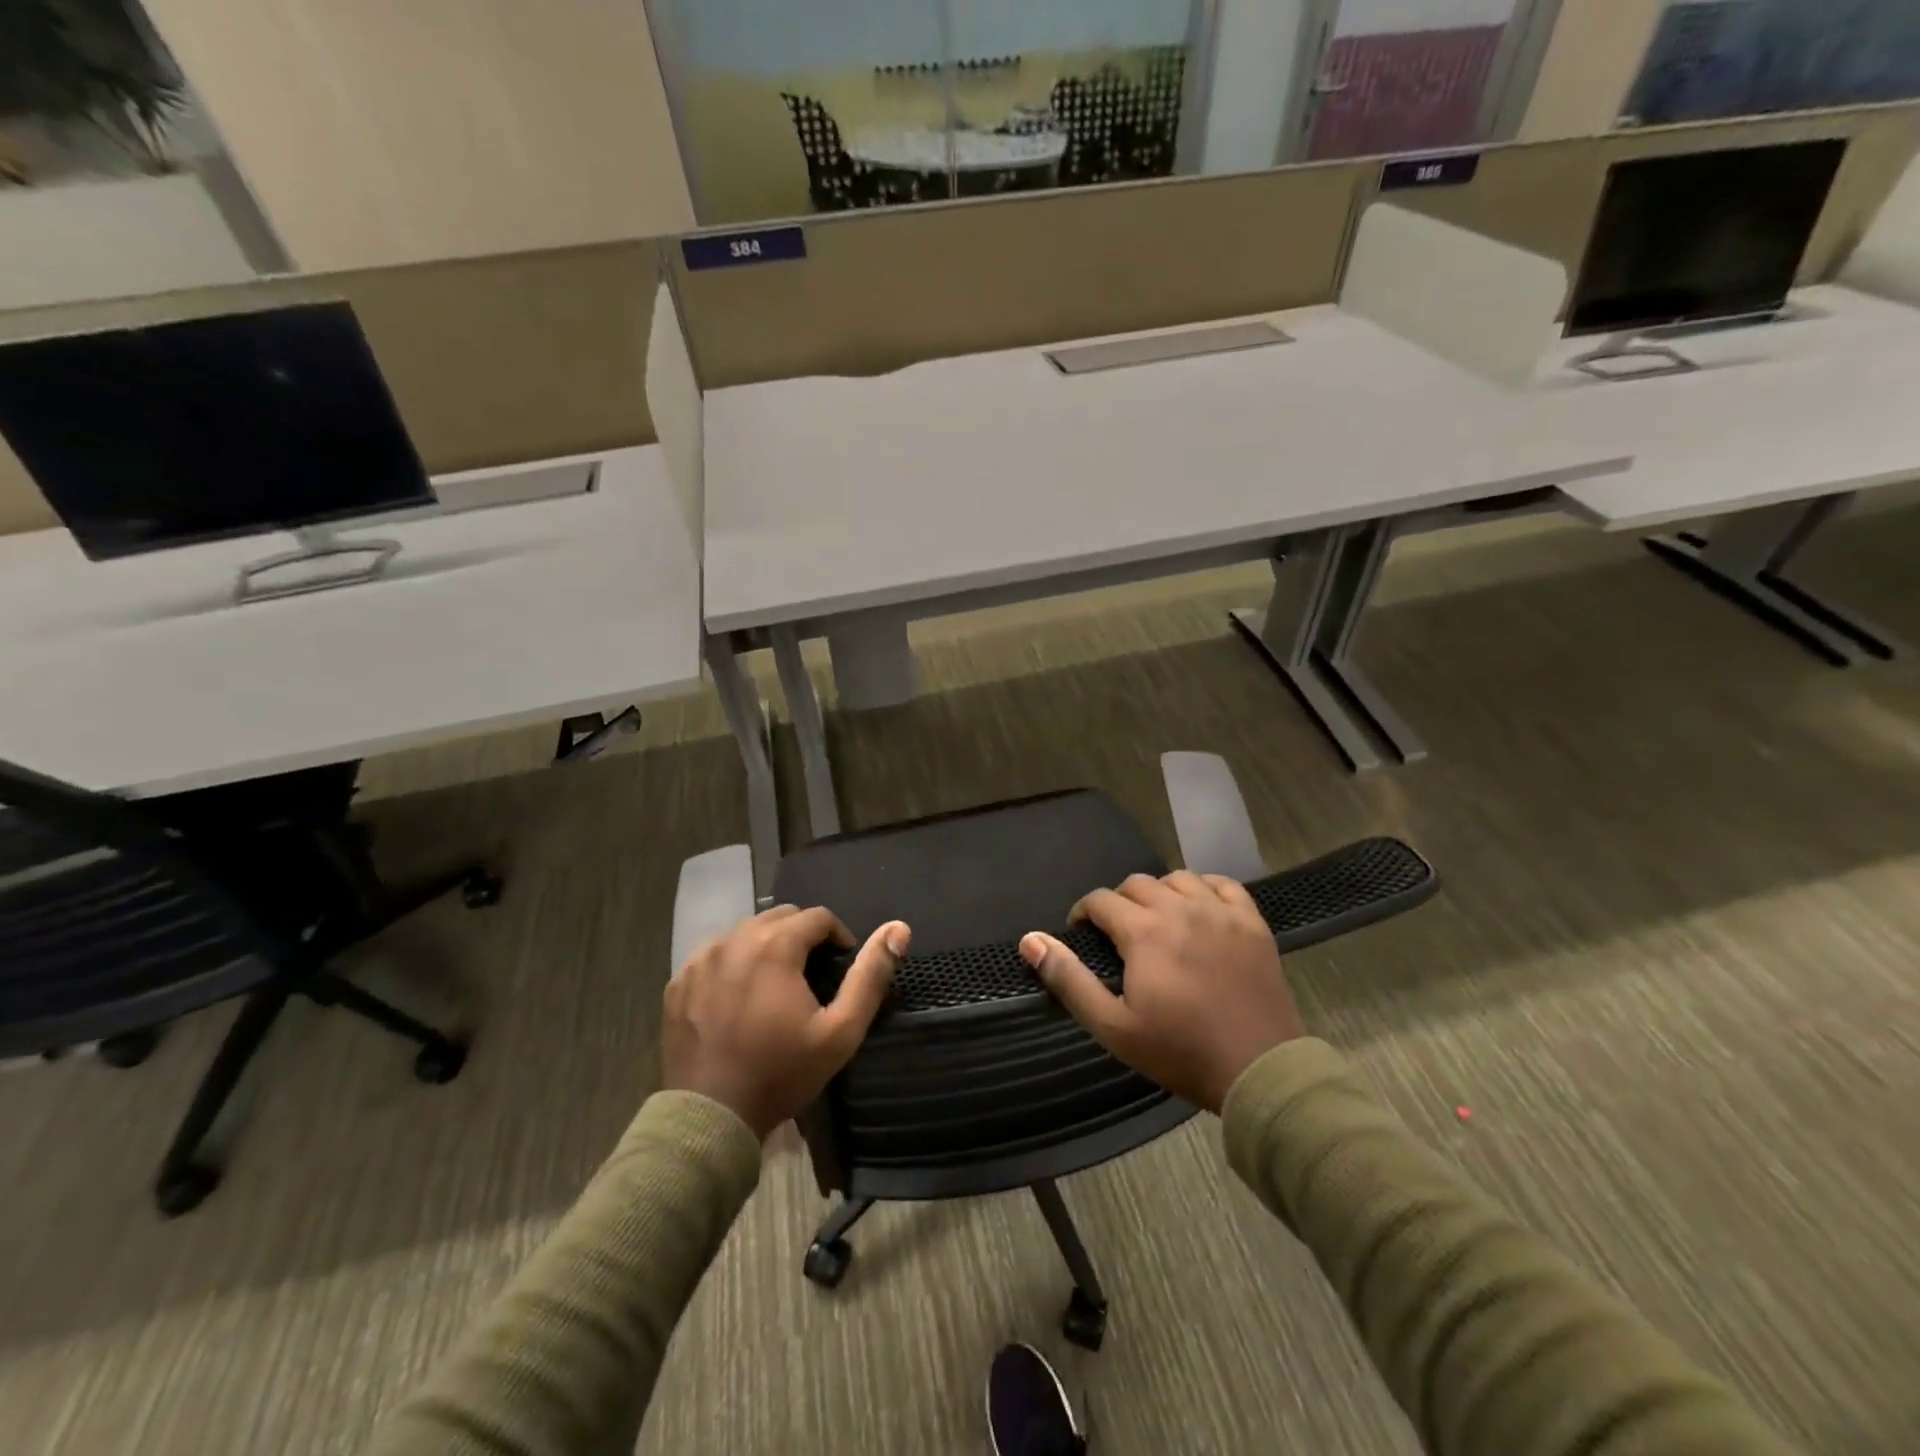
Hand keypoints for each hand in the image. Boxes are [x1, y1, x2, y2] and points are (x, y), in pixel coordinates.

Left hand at [665, 905, 908, 1139]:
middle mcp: (734, 939)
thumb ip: (870, 975)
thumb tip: (899, 929)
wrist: (711, 1118)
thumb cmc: (781, 1073)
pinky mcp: (678, 981)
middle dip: (801, 935)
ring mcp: (700, 959)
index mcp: (775, 945)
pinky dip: (733, 963)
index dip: (837, 936)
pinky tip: (739, 996)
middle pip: (779, 917)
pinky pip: (714, 955)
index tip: (840, 965)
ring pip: (745, 932)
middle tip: (811, 974)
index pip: (817, 916)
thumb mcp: (840, 1031)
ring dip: (767, 945)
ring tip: (776, 983)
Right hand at [1019, 871, 1301, 1112]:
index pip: (1101, 900)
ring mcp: (1221, 912)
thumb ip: (1068, 979)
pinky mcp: (1252, 923)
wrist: (1259, 1070)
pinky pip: (1224, 884)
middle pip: (1137, 883)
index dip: (1083, 913)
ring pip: (1178, 878)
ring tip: (1157, 920)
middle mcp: (1180, 909)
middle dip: (1118, 902)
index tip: (1081, 933)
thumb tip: (1030, 940)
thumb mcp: (1112, 1026)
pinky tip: (1199, 908)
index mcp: (1144, 932)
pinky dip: (1205, 888)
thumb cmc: (1179, 1051)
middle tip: (1118, 935)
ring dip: (1159, 892)